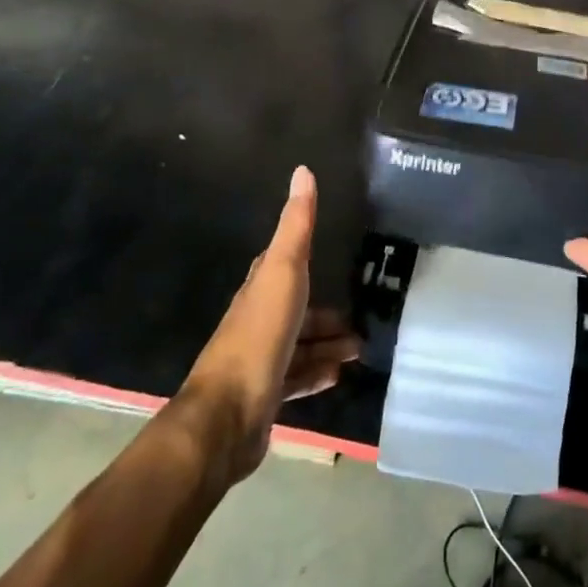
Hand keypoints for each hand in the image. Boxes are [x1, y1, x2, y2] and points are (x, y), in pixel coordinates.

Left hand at [175, 167, 360, 483]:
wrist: (227, 416)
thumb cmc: (259, 336)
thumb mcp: (283, 272)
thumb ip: (295, 226)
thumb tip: (302, 170)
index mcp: (259, 289)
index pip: (279, 264)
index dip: (301, 258)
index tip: (331, 255)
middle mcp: (257, 322)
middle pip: (296, 310)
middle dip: (325, 313)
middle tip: (360, 318)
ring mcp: (260, 361)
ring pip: (299, 345)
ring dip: (328, 345)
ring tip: (359, 349)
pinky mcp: (265, 396)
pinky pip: (297, 378)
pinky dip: (318, 374)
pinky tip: (338, 376)